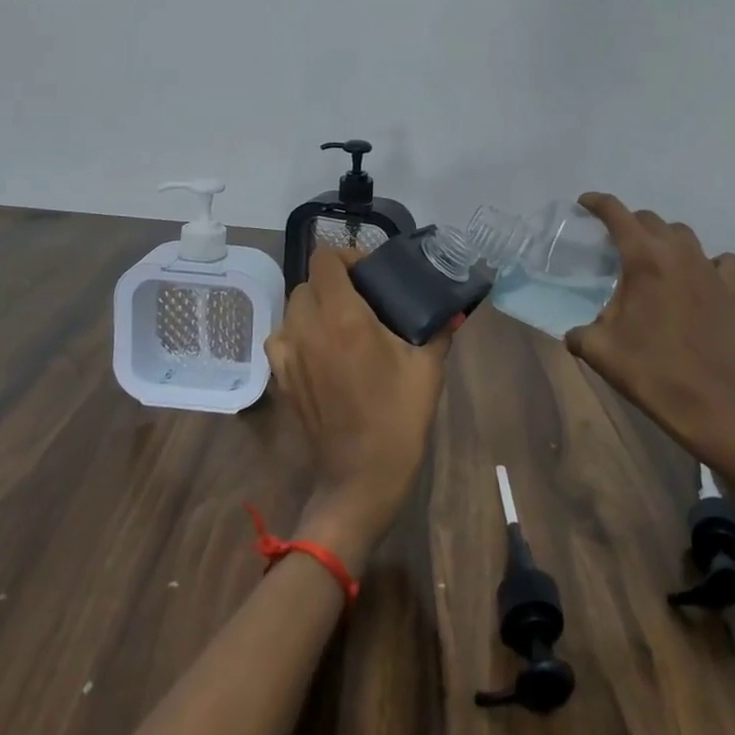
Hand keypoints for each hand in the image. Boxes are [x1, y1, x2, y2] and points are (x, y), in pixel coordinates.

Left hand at [264, 247, 452, 572]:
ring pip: (291, 309)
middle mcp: (307, 328)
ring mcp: (288, 355)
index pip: (325, 260)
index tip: (370, 273)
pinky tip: (320, 350)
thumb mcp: (427, 368)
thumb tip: (452, 309)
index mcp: (343, 317)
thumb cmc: (397, 418)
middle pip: (307, 283)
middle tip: (363, 299)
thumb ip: (438, 330)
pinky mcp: (281, 379)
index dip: (346, 257)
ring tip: (342, 323)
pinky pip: (281, 338)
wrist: (361, 477)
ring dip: (313, 306)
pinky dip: (297, 333)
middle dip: (333, 282)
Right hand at [564, 193, 734, 455]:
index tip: (586, 203)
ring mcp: (711, 270)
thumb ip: (580, 332)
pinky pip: (720, 261)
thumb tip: (576, 332)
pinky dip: (705, 263)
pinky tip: (698, 278)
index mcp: (643, 259)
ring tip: (655, 260)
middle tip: (616, 243)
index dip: (598, 203)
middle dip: (630, 224)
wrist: (712, 405)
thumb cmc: (650, 372)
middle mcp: (679, 253)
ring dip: (665, 240)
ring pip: (684, 236)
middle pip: (651, 220)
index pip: (617, 214)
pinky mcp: (734, 291)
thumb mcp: (598, 350)